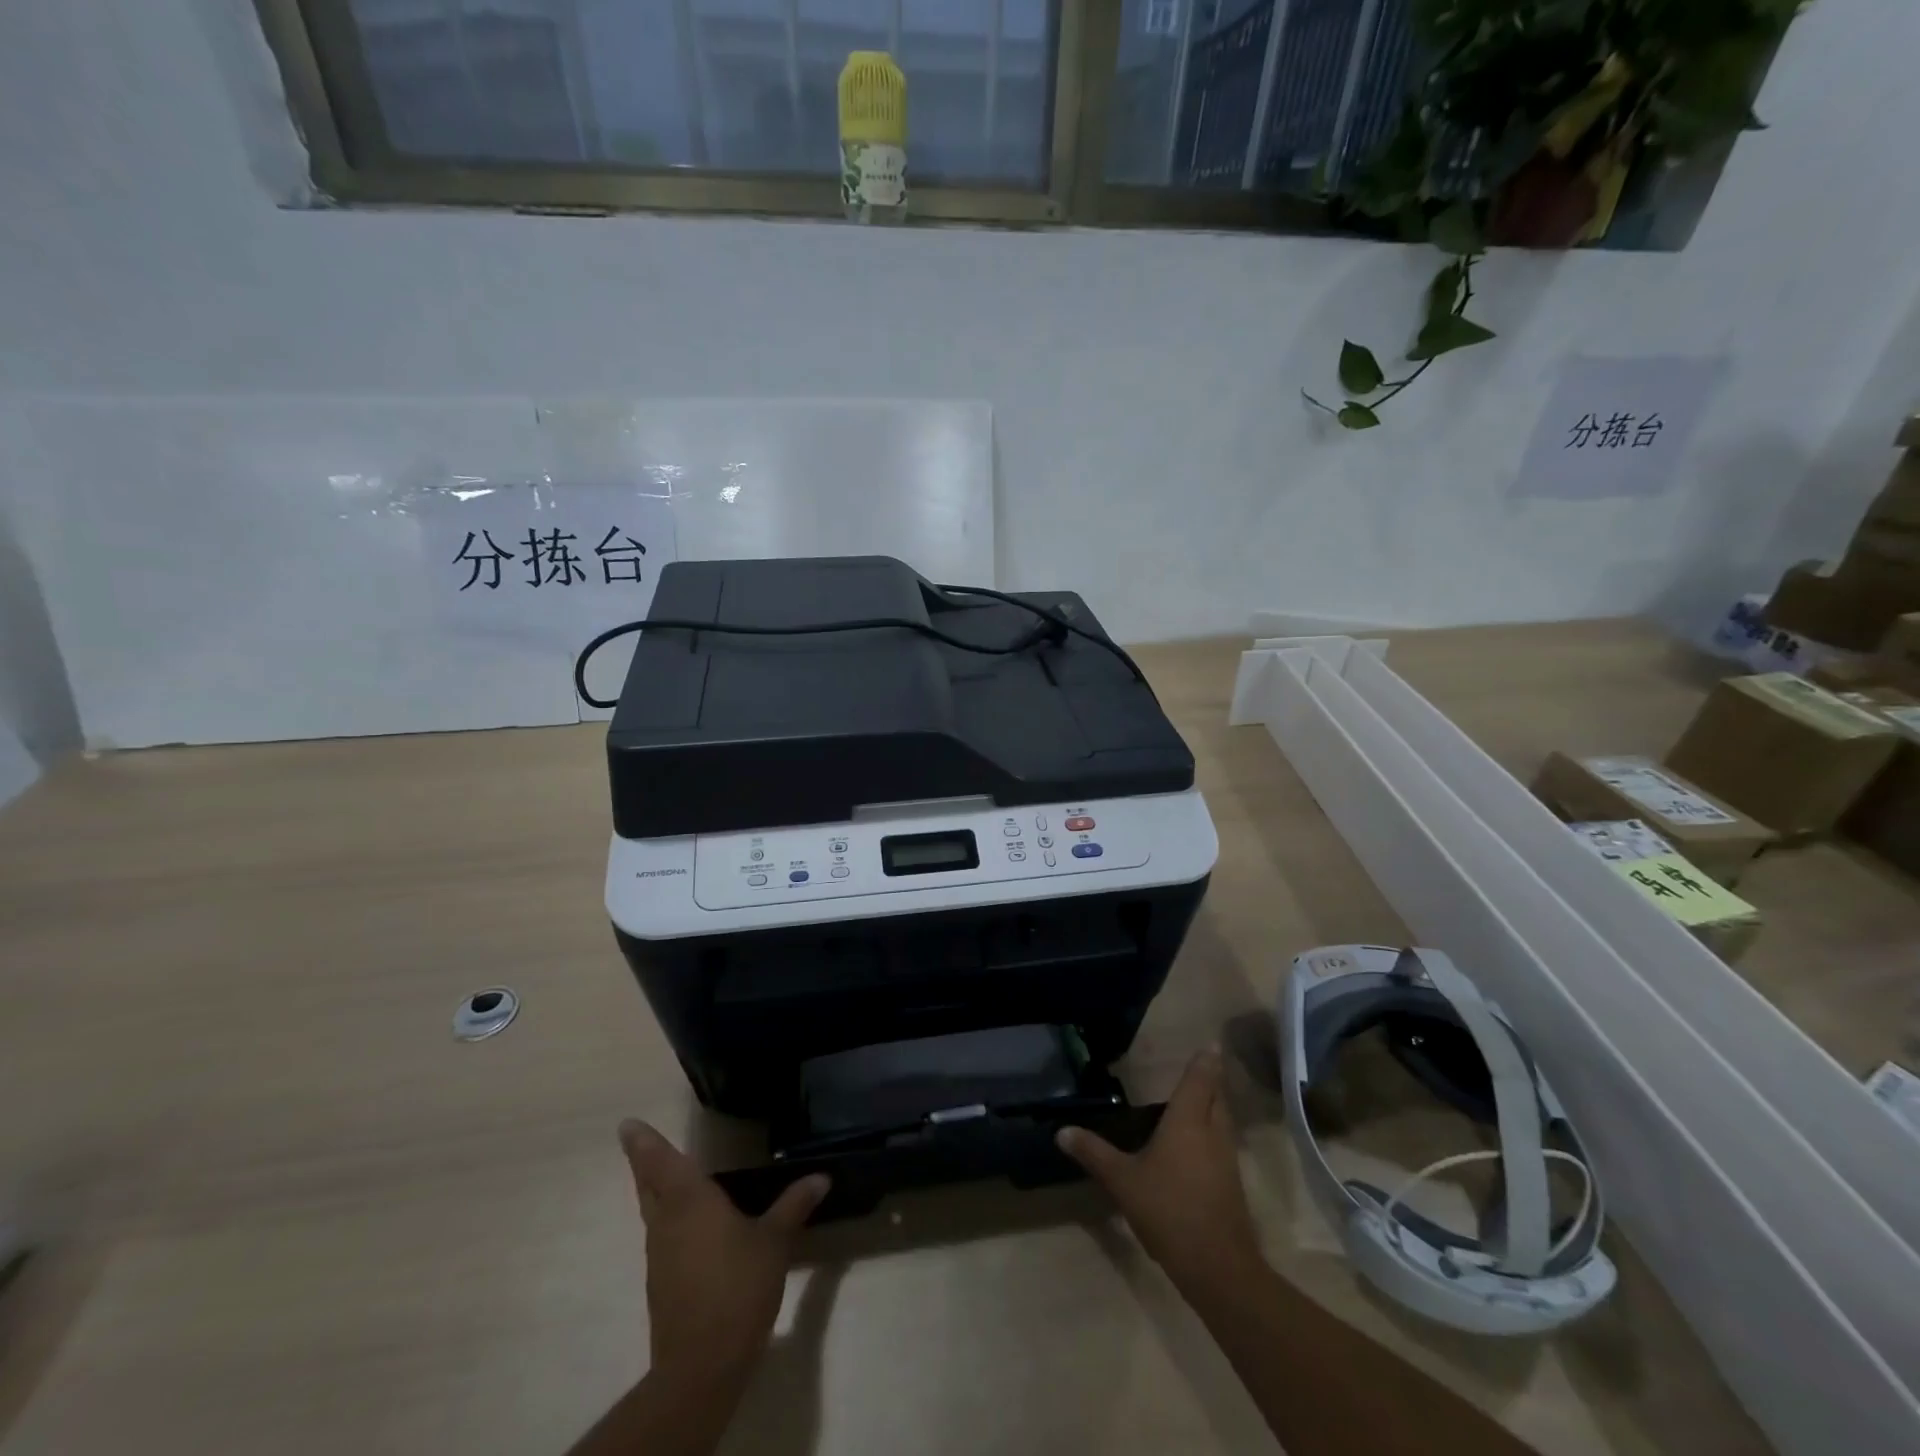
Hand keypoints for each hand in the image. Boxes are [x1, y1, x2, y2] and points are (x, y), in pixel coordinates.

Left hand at [618, 1120, 829, 1384]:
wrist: (702, 1365)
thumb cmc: (738, 1287)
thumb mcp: (775, 1241)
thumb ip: (794, 1205)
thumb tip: (821, 1177)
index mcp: (690, 1201)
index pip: (661, 1162)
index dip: (644, 1142)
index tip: (627, 1125)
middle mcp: (667, 1223)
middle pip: (649, 1186)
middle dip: (644, 1163)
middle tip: (639, 1142)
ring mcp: (660, 1256)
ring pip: (653, 1213)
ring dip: (657, 1193)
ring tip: (671, 1179)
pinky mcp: (662, 1285)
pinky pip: (663, 1239)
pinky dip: (671, 1223)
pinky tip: (690, 1228)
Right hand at [1057, 1048, 1266, 1301]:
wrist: (1218, 1266)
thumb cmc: (1169, 1209)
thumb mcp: (1123, 1180)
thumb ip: (1094, 1153)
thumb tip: (1061, 1131)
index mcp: (1189, 1119)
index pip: (1201, 1078)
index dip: (1205, 1059)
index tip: (1210, 1042)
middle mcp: (1213, 1131)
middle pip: (1217, 1096)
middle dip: (1208, 1082)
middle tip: (1193, 1072)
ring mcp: (1226, 1159)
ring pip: (1222, 1121)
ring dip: (1211, 1109)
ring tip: (1189, 1105)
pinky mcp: (1231, 1184)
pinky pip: (1222, 1145)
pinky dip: (1210, 1136)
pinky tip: (1192, 1147)